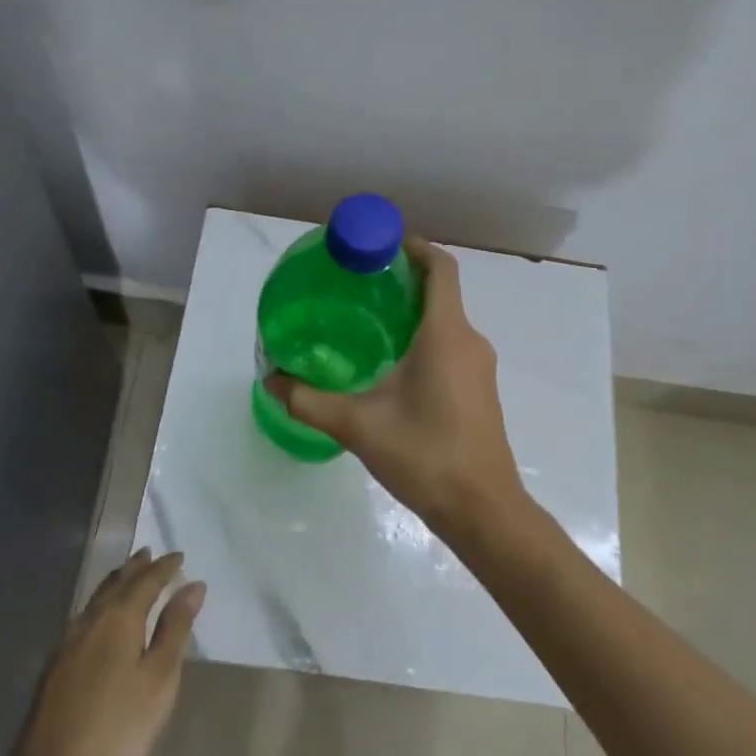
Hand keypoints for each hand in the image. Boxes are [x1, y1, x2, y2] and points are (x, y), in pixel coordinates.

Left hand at [12, 549, 204, 755]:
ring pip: (95, 601)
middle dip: (134, 567)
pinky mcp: (53, 669)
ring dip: (115, 583)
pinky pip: (83, 619)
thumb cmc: (119, 728)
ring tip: (127, 575)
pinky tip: (100, 619)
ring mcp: (65, 646)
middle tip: (149, 553)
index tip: (179, 555)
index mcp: (117, 619)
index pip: (145, 581)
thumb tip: (193, 586)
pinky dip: (100, 606)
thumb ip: (175, 629)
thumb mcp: (159, 678)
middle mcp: (88, 622)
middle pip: (115, 584)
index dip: (163, 567)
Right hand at [266, 237, 526, 534]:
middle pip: (440, 292)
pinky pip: (451, 348)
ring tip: (365, 325)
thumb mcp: (358, 425)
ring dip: (411, 314)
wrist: (483, 510)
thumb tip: (271, 380)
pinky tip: (390, 368)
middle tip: (356, 287)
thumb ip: (309, 400)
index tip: (379, 245)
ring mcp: (479, 368)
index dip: (414, 247)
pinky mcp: (479, 391)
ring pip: (446, 323)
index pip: (440, 267)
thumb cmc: (425, 455)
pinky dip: (423, 341)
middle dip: (401, 282)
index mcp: (446, 333)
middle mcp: (469, 341)